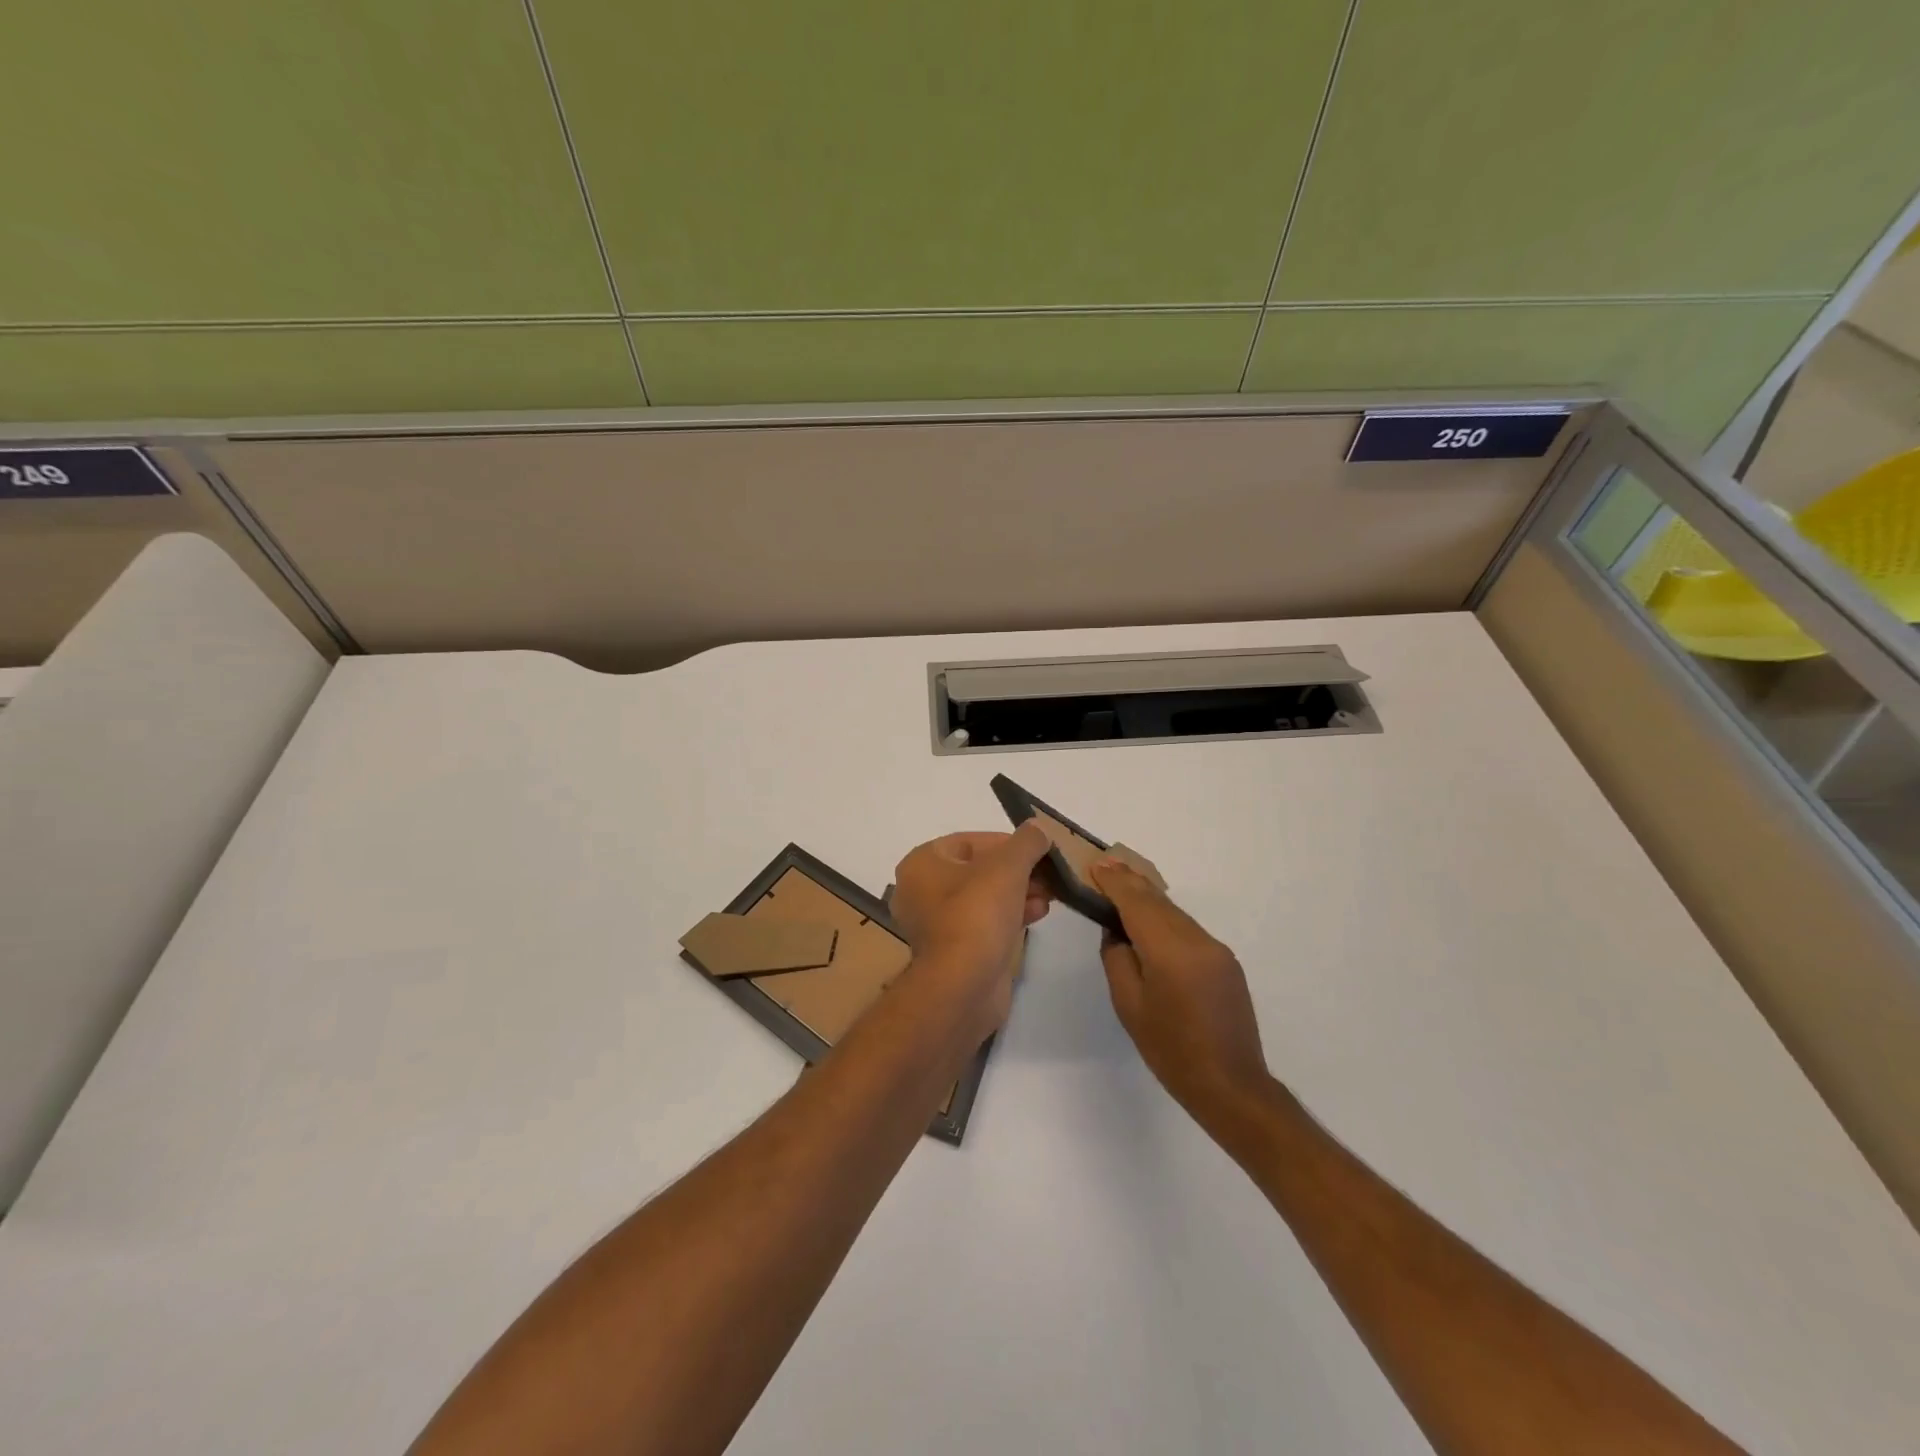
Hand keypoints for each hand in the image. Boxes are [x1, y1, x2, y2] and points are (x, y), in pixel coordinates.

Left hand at [889, 823, 1053, 1043]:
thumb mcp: (1008, 866)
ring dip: (1019, 892)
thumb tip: (1038, 828)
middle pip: (979, 869)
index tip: (1039, 850)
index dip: (1008, 843)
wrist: (963, 986)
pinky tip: (1038, 914)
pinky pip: (984, 922)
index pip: (971, 840)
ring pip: (984, 897)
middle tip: (1049, 874)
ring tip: (1050, 896)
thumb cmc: (978, 914)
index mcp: (922, 863)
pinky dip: (1010, 915)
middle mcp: (921, 890)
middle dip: (1018, 870)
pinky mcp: (953, 951)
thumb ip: (1026, 841)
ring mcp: (936, 924)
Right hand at [1089, 858, 1272, 1128]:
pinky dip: (1165, 919)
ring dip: (1148, 899)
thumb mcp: (1129, 1005)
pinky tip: (1150, 923)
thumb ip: (1118, 959)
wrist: (1231, 1086)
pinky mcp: (1225, 962)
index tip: (1096, 865)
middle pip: (1158, 901)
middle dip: (1130, 882)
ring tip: (1122, 887)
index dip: (1115, 882)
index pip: (1137, 902)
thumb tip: (1117, 931)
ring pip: (1174, 913)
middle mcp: (1198, 940)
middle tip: (1104, 865)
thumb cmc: (1170, 1050)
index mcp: (1171, 951)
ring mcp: (1216, 950)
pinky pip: (1188, 930)